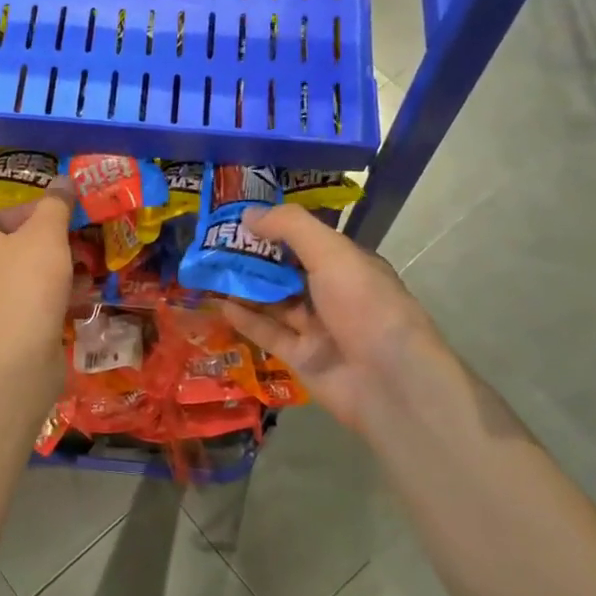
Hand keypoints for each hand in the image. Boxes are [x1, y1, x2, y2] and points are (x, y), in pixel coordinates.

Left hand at [0, 181, 75, 387]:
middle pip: (17, 245)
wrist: (18, 355)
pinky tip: (84, 297)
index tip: (65, 214)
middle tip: (81, 240)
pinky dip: (57, 297)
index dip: (35, 209)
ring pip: (29, 275)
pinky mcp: (7, 328)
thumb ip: (56, 204)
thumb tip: (64, 180)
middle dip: (52, 242)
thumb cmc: (27, 281)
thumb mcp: (47, 232)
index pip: (2, 213)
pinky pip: (35, 302)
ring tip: (90, 266)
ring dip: (60, 270)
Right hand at [221, 203, 458, 433]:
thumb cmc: (364, 305)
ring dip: (244, 287)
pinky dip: (246, 318)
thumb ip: (290, 227)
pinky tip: (220, 304)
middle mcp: (333, 293)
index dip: (274, 228)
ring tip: (208, 272)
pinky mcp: (301, 357)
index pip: (307, 239)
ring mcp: (317, 327)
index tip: (238, 219)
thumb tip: (248, 214)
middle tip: (213, 246)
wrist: (388, 381)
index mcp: (348, 264)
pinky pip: (268, 332)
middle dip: (253, 258)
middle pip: (286, 270)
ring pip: (274, 301)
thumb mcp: (331, 253)